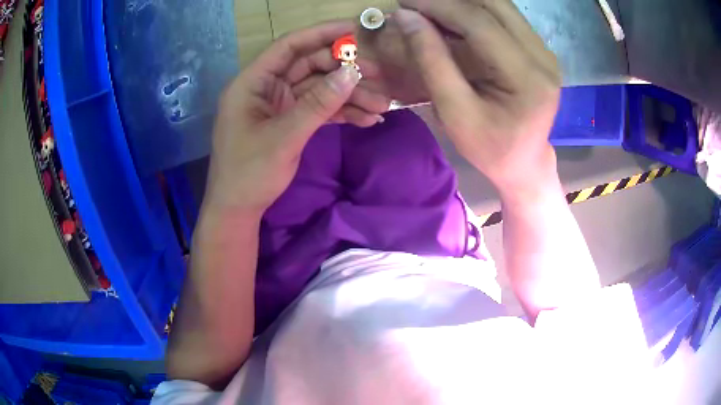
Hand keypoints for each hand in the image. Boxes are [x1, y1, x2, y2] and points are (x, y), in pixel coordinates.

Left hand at [204, 21, 386, 213]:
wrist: (238, 209)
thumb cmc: (249, 173)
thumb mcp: (284, 137)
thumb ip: (318, 103)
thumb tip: (352, 72)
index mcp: (253, 82)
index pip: (289, 46)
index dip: (321, 34)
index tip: (354, 29)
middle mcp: (266, 88)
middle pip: (309, 66)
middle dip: (344, 70)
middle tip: (379, 75)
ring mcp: (279, 105)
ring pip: (319, 90)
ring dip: (349, 96)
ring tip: (381, 105)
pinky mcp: (290, 122)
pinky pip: (319, 110)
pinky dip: (341, 113)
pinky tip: (367, 119)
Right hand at [394, 0, 561, 193]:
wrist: (525, 163)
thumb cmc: (490, 148)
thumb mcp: (455, 113)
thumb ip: (432, 61)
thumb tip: (407, 17)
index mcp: (527, 77)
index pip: (479, 23)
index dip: (438, 6)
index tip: (404, 3)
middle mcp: (543, 57)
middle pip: (494, 5)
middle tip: (416, 5)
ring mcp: (544, 51)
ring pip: (500, 6)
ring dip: (462, 2)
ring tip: (431, 10)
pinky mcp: (539, 50)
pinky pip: (505, 17)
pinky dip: (475, 11)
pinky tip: (453, 18)